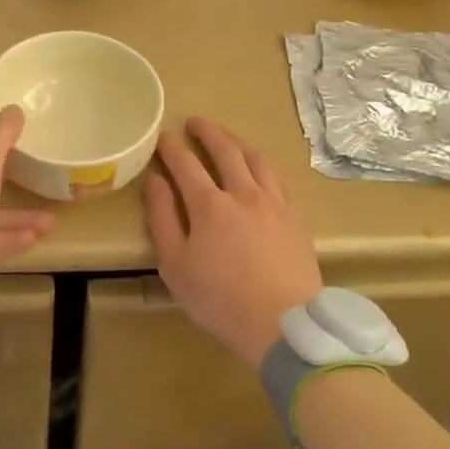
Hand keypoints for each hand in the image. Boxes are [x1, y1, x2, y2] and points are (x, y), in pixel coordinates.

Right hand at [143, 117, 323, 367]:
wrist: (284, 325)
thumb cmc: (221, 300)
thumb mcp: (175, 265)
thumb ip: (162, 218)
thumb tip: (154, 181)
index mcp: (210, 204)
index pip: (185, 163)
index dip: (171, 148)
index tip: (162, 137)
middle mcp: (244, 193)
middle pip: (226, 150)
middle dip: (208, 132)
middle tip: (195, 122)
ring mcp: (274, 203)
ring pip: (256, 159)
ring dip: (237, 142)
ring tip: (227, 138)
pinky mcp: (295, 217)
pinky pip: (278, 178)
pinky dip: (262, 164)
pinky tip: (259, 169)